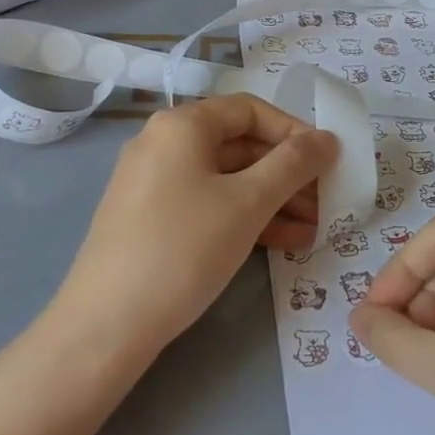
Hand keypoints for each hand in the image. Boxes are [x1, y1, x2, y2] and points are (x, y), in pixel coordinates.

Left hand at [51, 95, 337, 355]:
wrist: (107, 324)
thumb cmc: (184, 248)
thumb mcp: (248, 203)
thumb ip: (293, 165)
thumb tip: (327, 138)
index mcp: (182, 125)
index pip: (250, 110)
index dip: (294, 131)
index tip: (327, 161)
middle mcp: (163, 144)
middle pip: (240, 145)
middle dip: (288, 173)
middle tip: (327, 202)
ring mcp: (154, 183)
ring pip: (227, 179)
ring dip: (273, 200)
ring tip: (314, 229)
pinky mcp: (152, 219)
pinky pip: (208, 204)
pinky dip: (245, 217)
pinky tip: (282, 243)